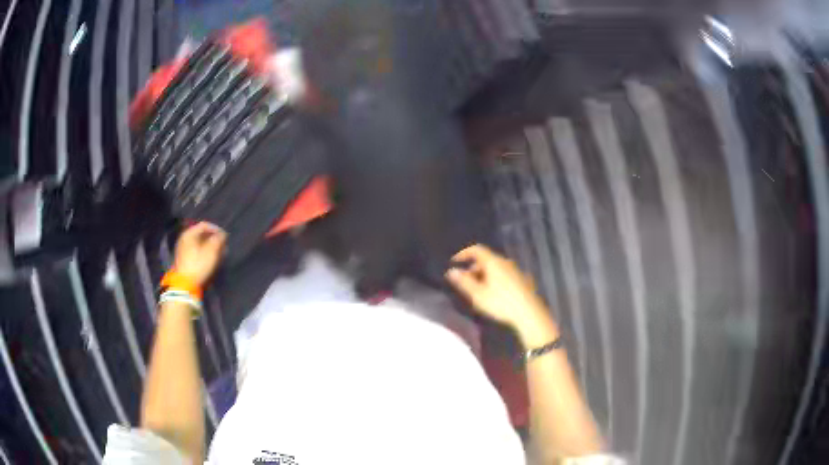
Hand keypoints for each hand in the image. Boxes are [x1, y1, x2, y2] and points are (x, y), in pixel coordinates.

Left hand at [173, 222, 226, 286]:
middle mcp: (184, 238)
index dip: (216, 229)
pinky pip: (196, 250)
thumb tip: (223, 234)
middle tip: (223, 245)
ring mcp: (183, 249)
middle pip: (201, 234)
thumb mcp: (211, 251)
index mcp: (189, 234)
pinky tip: (211, 258)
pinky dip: (204, 252)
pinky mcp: (184, 258)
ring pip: (199, 243)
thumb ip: (218, 239)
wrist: (185, 284)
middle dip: (214, 239)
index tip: (225, 236)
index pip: (204, 225)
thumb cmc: (199, 265)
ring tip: (219, 253)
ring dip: (210, 246)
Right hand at [445, 244, 552, 332]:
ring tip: (478, 290)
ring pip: (495, 267)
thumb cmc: (501, 303)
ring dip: (483, 274)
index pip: (476, 250)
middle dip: (473, 267)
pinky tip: (493, 294)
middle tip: (465, 281)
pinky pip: (503, 274)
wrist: (529, 313)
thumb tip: (451, 271)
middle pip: (486, 259)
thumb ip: (464, 282)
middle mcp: (505, 262)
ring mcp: (515, 270)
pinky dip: (494, 278)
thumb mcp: (478, 294)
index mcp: (493, 262)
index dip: (464, 254)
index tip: (454, 262)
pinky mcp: (522, 279)